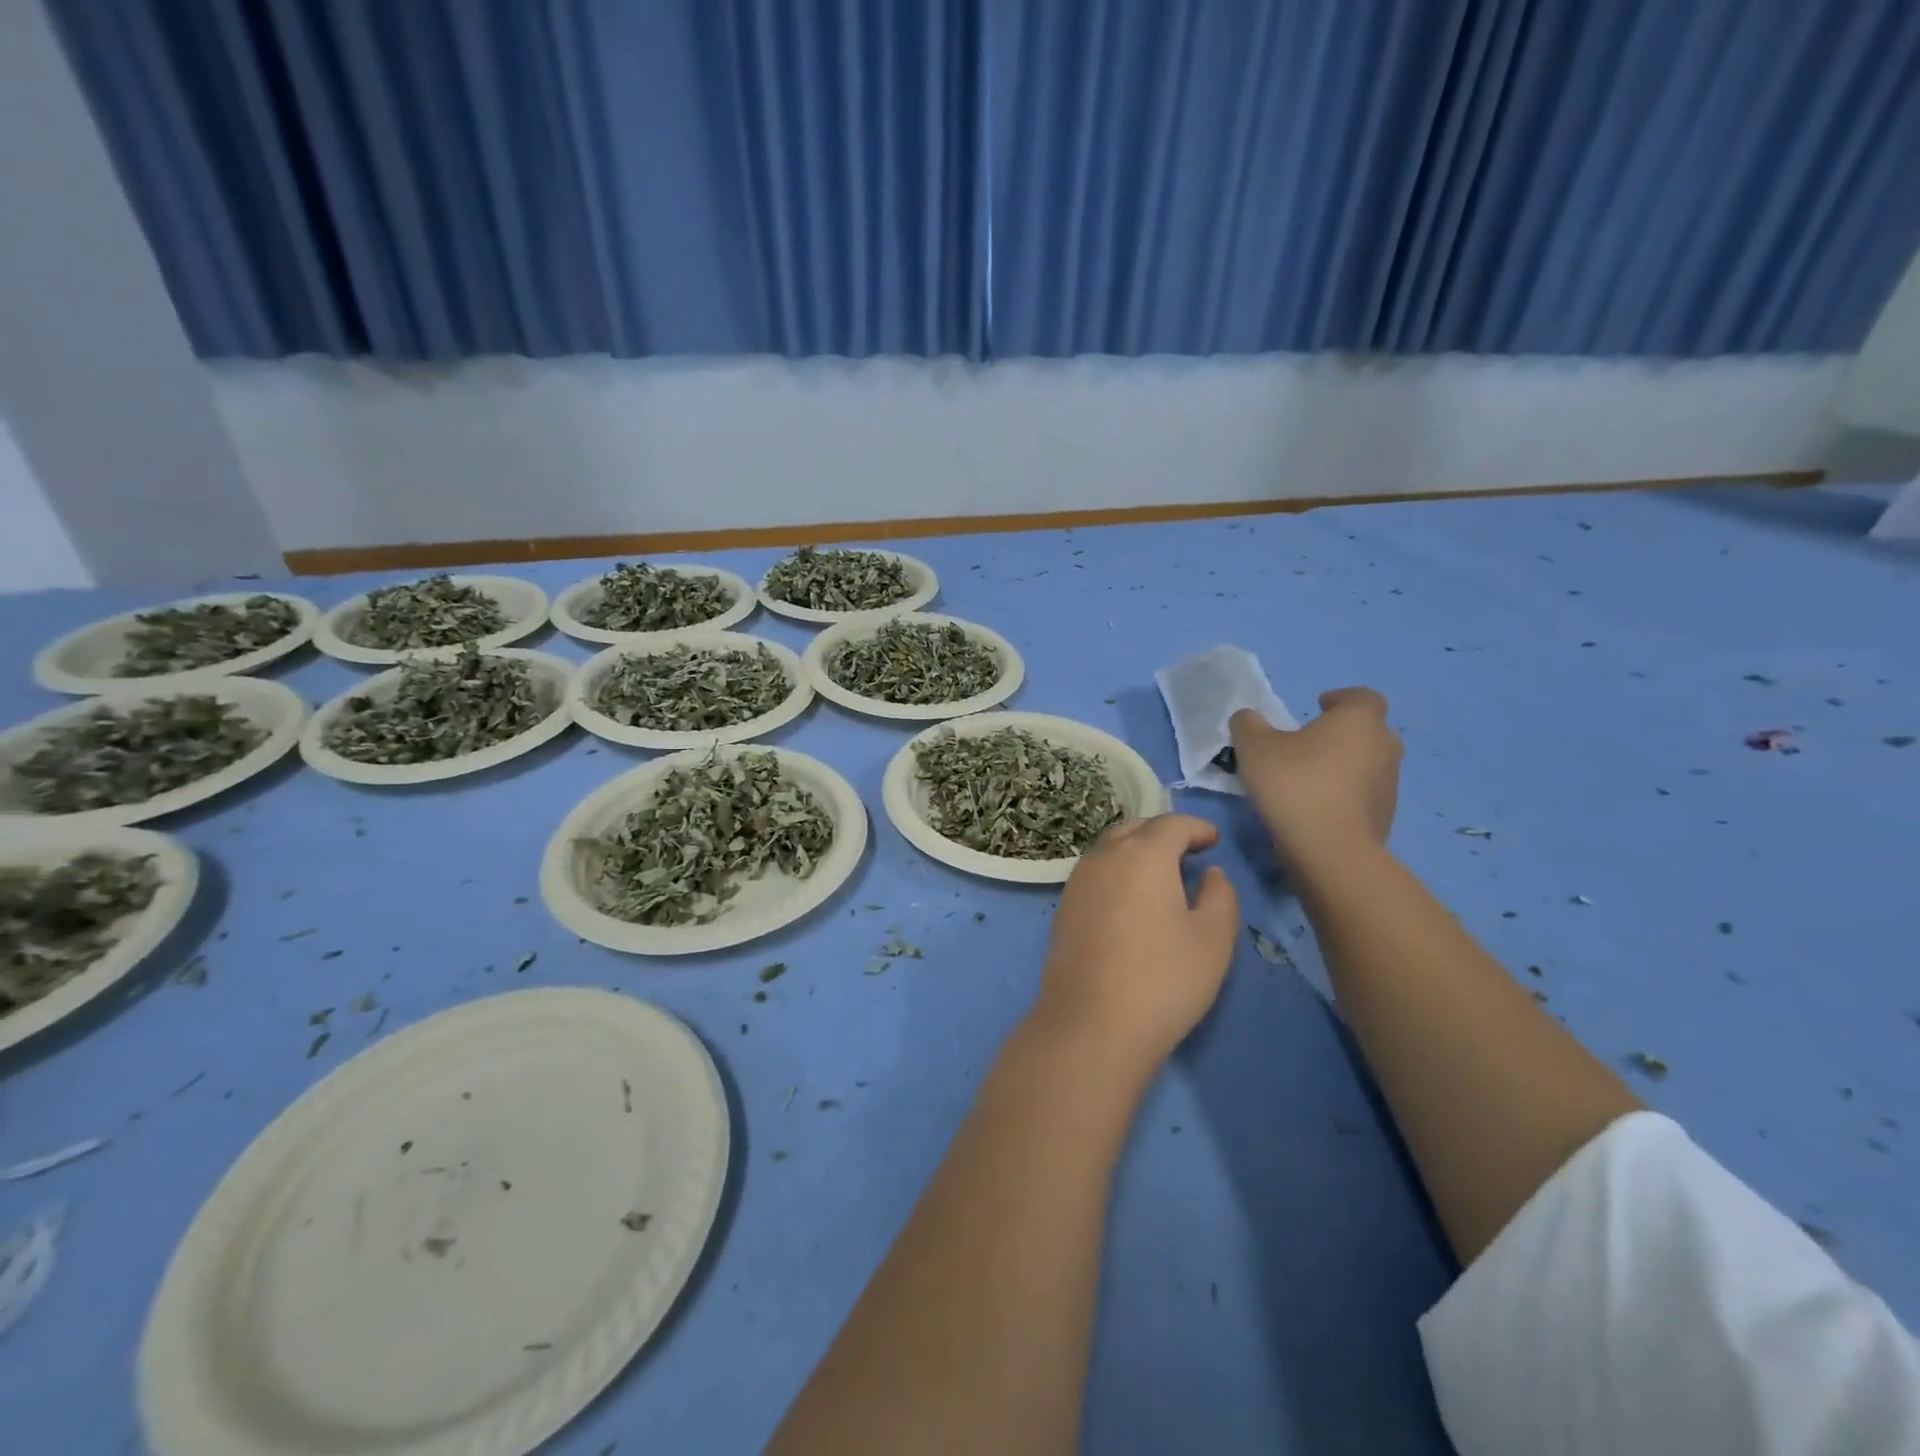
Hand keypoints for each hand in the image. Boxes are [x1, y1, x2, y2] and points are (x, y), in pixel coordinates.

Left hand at [1030, 815, 1239, 1074]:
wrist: (1091, 1023)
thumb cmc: (1163, 979)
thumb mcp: (1213, 939)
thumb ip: (1220, 896)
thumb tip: (1211, 873)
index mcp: (1142, 855)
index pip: (1171, 825)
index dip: (1196, 828)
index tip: (1214, 840)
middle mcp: (1104, 857)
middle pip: (1136, 829)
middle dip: (1164, 834)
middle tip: (1189, 852)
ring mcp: (1077, 881)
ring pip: (1111, 848)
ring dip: (1137, 851)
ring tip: (1162, 874)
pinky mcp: (1063, 907)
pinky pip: (1095, 872)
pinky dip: (1118, 871)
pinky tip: (1131, 899)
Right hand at [1230, 688, 1401, 870]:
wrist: (1330, 849)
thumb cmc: (1295, 784)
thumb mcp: (1254, 747)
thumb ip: (1248, 724)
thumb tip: (1249, 718)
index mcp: (1359, 720)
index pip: (1361, 697)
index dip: (1340, 699)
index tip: (1317, 707)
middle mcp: (1384, 746)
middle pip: (1368, 731)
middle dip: (1342, 734)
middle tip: (1308, 745)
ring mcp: (1390, 784)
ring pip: (1367, 764)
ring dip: (1343, 766)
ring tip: (1308, 779)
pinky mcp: (1386, 817)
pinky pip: (1364, 796)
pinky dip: (1345, 796)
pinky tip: (1316, 808)